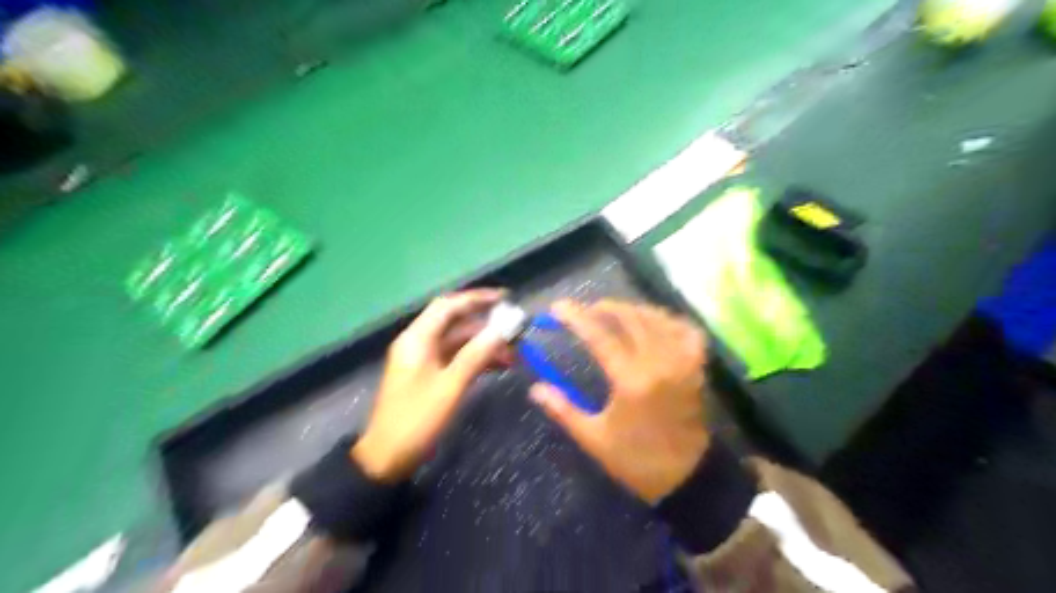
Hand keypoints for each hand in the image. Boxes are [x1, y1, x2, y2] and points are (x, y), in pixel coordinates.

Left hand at [350, 290, 506, 483]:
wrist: (387, 458)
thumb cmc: (417, 419)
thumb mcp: (450, 385)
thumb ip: (477, 354)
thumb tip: (503, 328)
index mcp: (418, 339)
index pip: (449, 306)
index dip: (477, 299)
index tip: (506, 299)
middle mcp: (420, 343)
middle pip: (456, 323)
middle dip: (487, 326)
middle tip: (516, 332)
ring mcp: (425, 360)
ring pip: (460, 343)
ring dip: (485, 345)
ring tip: (514, 354)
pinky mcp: (430, 376)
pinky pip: (457, 359)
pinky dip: (477, 360)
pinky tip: (499, 366)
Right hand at [528, 298, 708, 501]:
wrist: (687, 478)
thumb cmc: (636, 460)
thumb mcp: (594, 438)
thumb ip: (563, 409)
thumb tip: (536, 388)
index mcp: (630, 381)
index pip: (599, 336)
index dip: (576, 317)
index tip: (558, 307)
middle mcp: (658, 363)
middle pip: (630, 318)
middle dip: (605, 307)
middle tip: (586, 309)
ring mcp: (682, 362)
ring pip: (657, 319)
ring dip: (633, 309)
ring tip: (615, 311)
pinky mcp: (697, 367)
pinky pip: (686, 330)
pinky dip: (668, 320)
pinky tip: (654, 322)